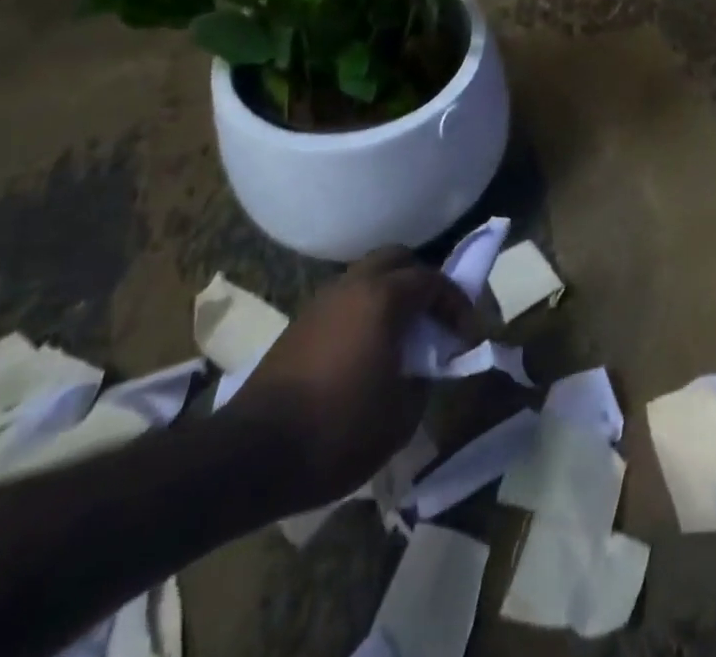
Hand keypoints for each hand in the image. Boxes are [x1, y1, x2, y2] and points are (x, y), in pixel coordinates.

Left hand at [224, 248, 476, 505]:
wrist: (248, 457)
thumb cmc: (336, 431)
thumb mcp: (401, 416)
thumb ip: (424, 379)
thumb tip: (425, 367)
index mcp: (384, 298)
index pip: (433, 281)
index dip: (456, 303)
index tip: (467, 334)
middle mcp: (353, 286)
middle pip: (397, 259)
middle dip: (422, 281)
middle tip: (434, 317)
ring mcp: (321, 302)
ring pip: (367, 276)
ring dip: (390, 293)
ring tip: (401, 333)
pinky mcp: (298, 324)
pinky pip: (344, 300)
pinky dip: (364, 310)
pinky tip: (366, 348)